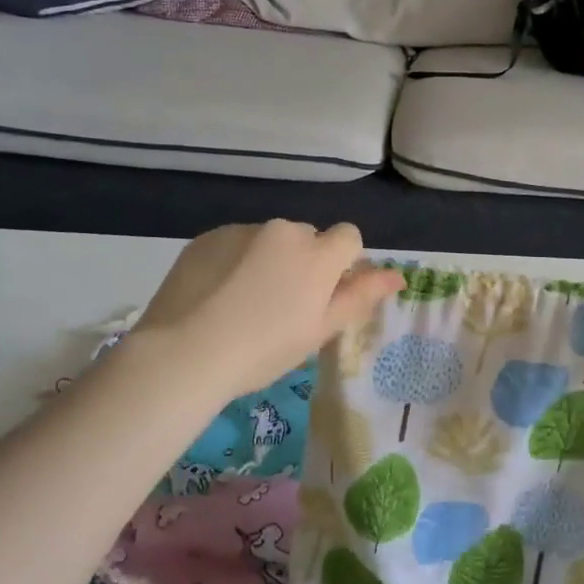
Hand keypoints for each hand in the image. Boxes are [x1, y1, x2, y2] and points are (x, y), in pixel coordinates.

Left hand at [116, 221, 401, 402]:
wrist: (184, 353)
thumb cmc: (263, 350)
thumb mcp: (320, 330)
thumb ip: (360, 296)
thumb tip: (398, 276)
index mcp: (318, 254)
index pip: (349, 237)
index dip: (342, 264)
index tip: (323, 295)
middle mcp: (284, 231)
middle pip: (308, 237)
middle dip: (304, 261)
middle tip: (282, 306)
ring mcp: (242, 230)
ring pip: (270, 240)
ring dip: (268, 260)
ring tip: (243, 303)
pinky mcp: (208, 237)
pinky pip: (235, 243)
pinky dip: (235, 261)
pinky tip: (217, 295)